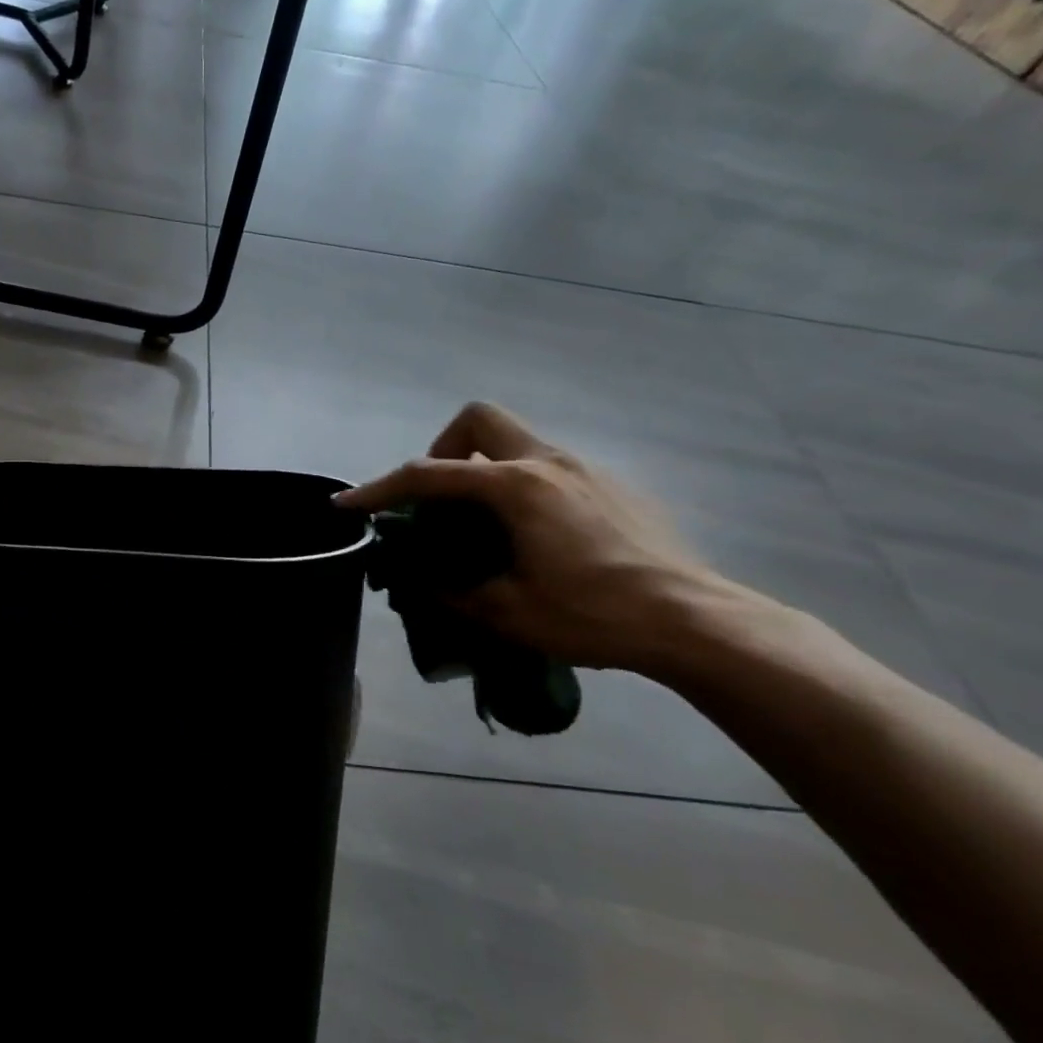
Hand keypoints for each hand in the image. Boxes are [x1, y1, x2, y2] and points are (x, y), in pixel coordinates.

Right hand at [336, 403, 730, 672]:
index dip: (380, 489)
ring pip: (515, 440)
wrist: (695, 622)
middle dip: (444, 450)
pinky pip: (548, 466)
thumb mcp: (508, 613)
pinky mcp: (612, 485)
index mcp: (516, 487)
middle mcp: (547, 462)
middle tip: (442, 501)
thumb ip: (451, 592)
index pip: (429, 475)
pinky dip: (522, 486)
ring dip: (484, 469)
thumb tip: (422, 582)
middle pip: (478, 420)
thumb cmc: (595, 615)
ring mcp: (584, 468)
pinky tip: (538, 536)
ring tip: (487, 525)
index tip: (347, 503)